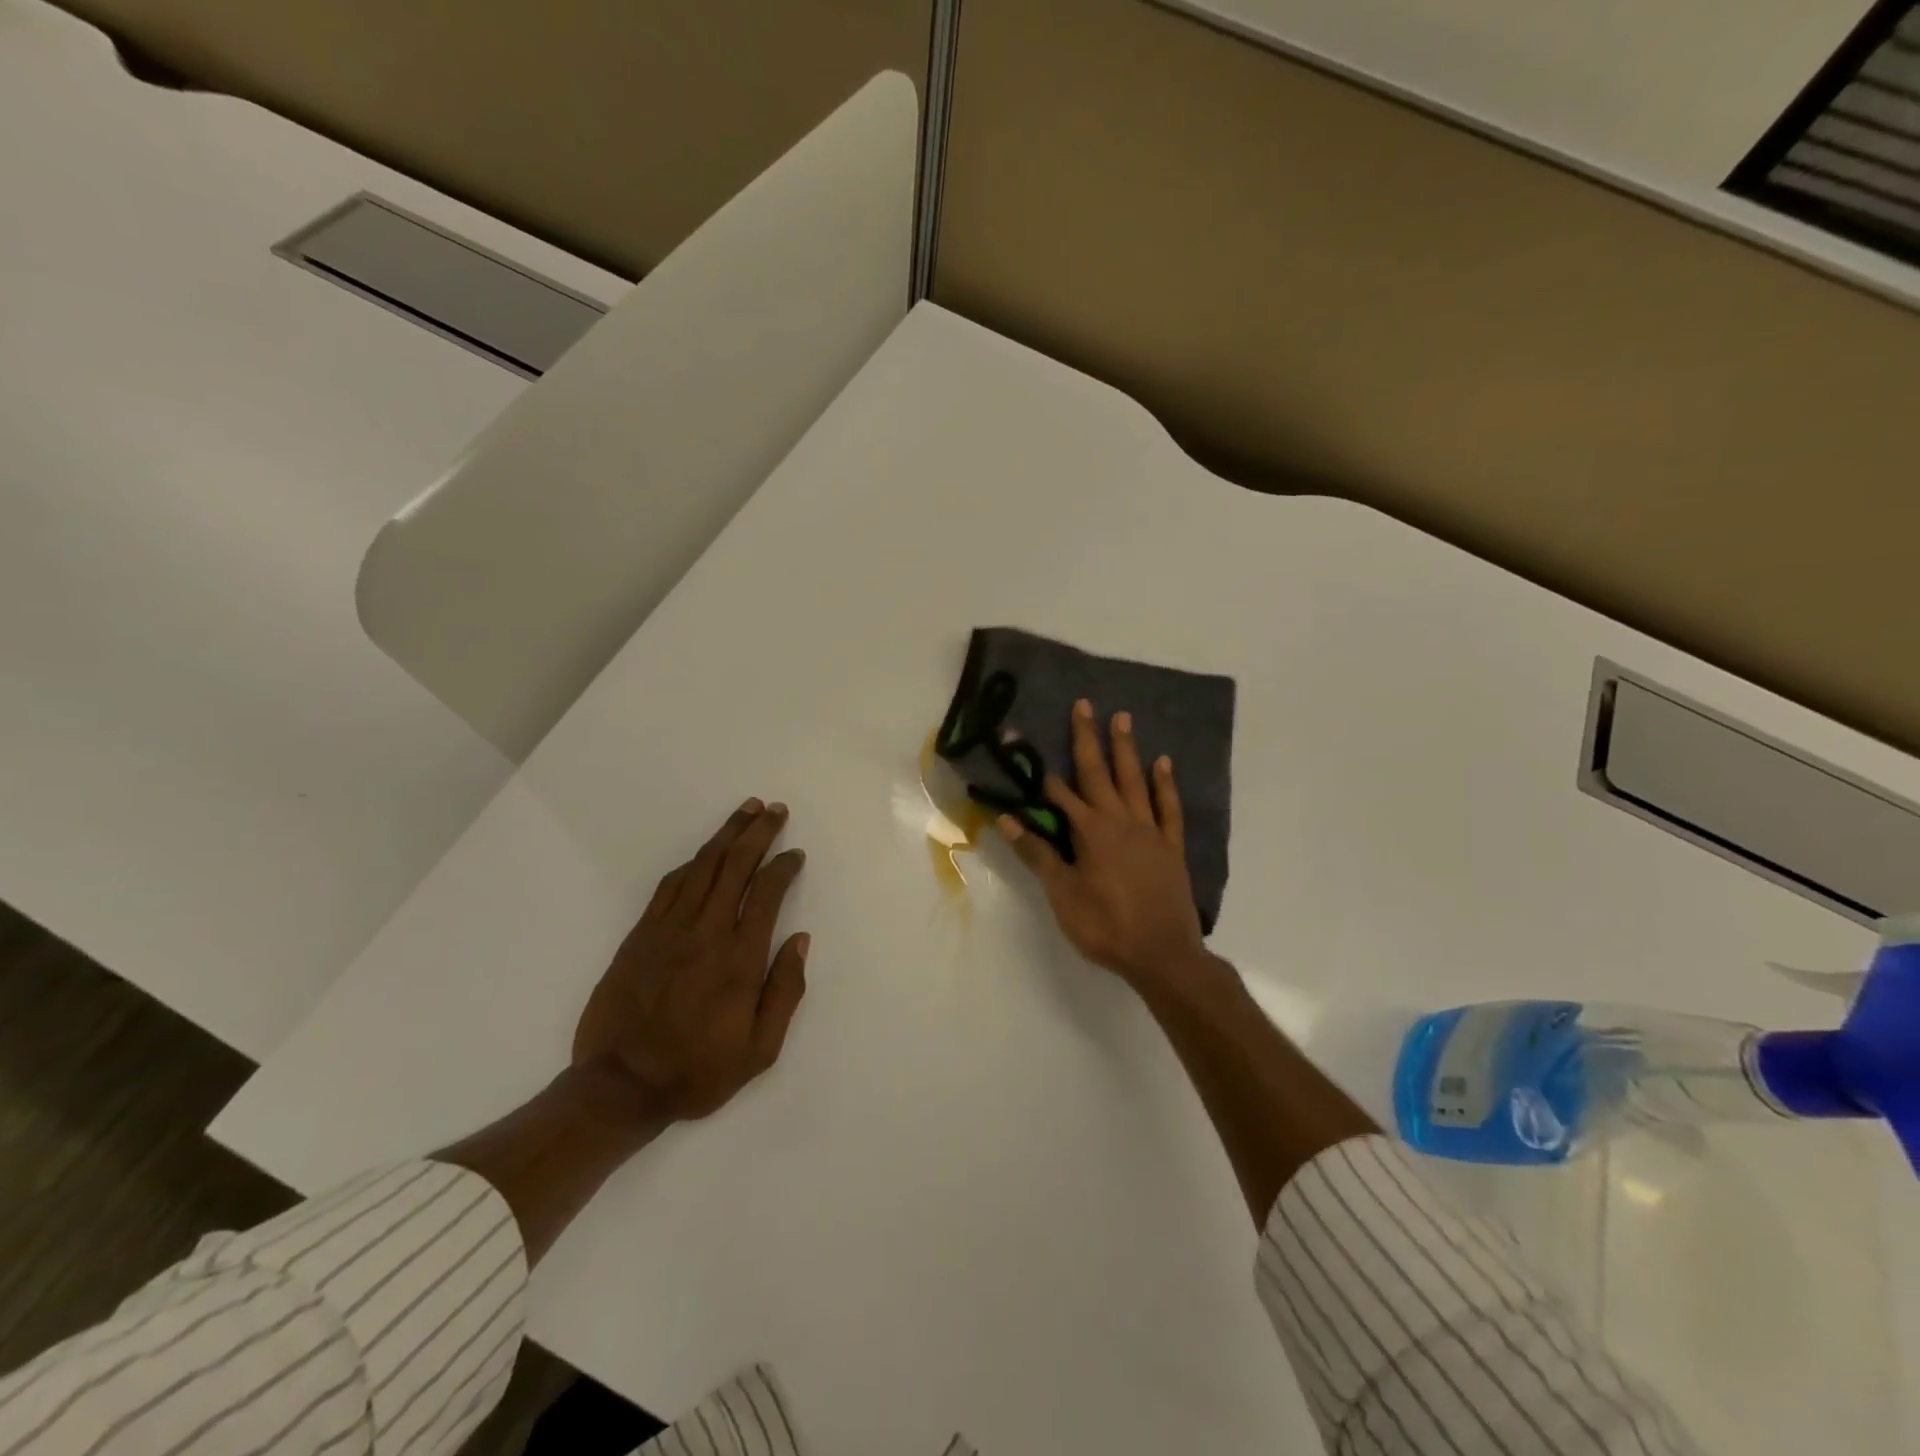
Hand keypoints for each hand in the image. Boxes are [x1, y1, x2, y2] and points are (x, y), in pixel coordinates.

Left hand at [573, 799, 809, 1124]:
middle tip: (774, 809)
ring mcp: (668, 930)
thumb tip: (800, 940)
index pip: (767, 893)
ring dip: (726, 835)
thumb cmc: (698, 1071)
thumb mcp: (760, 1049)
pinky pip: (669, 886)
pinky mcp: (640, 935)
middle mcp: (706, 932)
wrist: (619, 1087)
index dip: (783, 866)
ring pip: (702, 867)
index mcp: (739, 958)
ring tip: (745, 811)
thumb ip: (785, 991)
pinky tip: (703, 854)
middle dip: (758, 833)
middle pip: (735, 866)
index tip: (795, 854)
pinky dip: (691, 863)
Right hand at [998, 700, 1209, 989]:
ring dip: (1126, 749)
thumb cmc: (1105, 926)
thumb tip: (1007, 821)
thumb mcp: (1063, 894)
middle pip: (1099, 773)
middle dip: (1088, 738)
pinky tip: (1163, 763)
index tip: (1024, 743)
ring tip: (1122, 718)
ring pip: (1135, 780)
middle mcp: (1120, 821)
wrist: (1163, 955)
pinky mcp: (1171, 846)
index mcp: (1090, 832)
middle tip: (1084, 704)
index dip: (1040, 771)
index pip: (1060, 794)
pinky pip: (1168, 807)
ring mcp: (1149, 831)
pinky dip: (1165, 784)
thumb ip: (1038, 855)